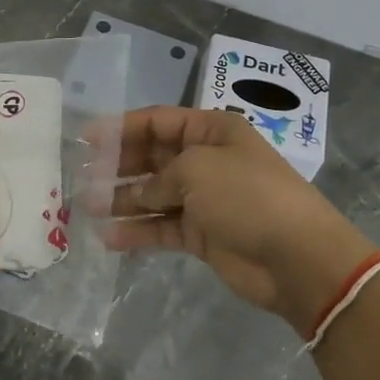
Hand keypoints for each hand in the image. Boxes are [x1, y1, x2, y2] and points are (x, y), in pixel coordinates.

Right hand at [106, 107, 377, 336]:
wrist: (296, 257)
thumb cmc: (247, 195)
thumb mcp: (196, 169)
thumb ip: (158, 178)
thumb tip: (140, 196)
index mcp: (211, 131)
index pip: (158, 122)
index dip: (121, 127)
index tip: (86, 138)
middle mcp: (206, 160)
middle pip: (152, 157)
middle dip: (117, 166)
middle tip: (82, 176)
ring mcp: (204, 199)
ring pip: (153, 194)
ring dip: (122, 200)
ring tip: (87, 207)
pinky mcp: (202, 235)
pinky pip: (162, 227)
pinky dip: (137, 232)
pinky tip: (109, 239)